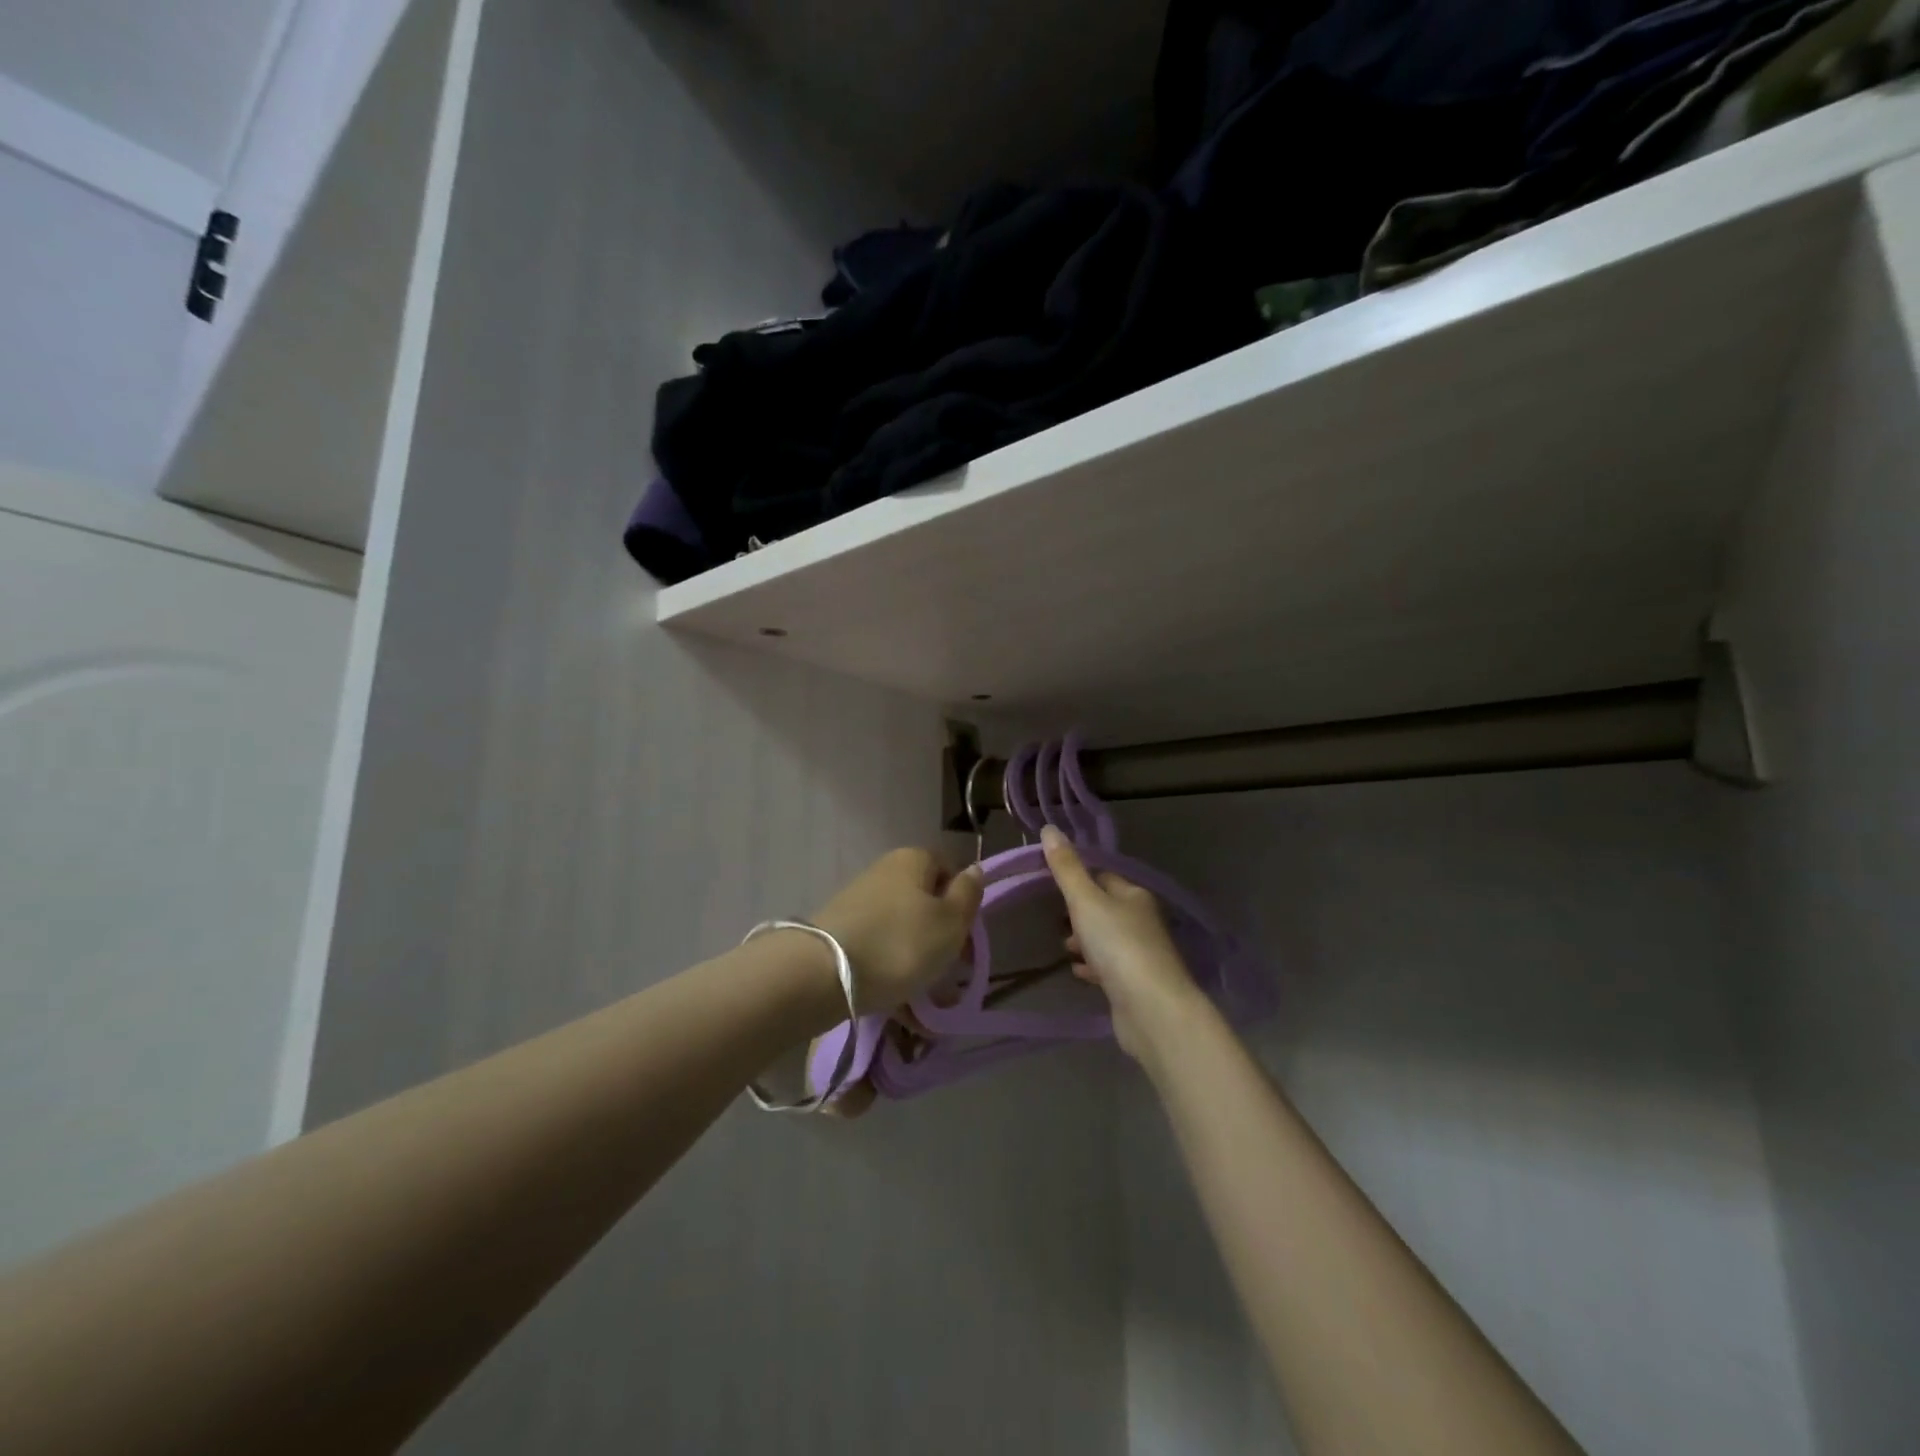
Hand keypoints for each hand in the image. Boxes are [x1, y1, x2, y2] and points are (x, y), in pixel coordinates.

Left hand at [812, 849, 983, 1013]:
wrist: (823, 974)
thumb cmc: (901, 943)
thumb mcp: (950, 922)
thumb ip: (968, 894)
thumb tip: (975, 869)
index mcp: (913, 859)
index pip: (949, 871)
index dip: (962, 903)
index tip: (966, 938)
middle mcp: (885, 873)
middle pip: (925, 903)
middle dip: (940, 939)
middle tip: (949, 975)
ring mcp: (859, 903)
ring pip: (902, 932)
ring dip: (918, 963)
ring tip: (926, 1002)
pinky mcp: (842, 933)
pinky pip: (879, 951)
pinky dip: (892, 974)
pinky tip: (899, 1007)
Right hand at [1042, 826, 1204, 1061]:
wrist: (1152, 1009)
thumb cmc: (1118, 945)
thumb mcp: (1086, 901)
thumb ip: (1066, 868)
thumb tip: (1049, 829)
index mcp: (1135, 895)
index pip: (1104, 877)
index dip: (1079, 878)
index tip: (1053, 885)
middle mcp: (1142, 921)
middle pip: (1106, 909)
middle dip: (1080, 913)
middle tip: (1055, 919)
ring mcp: (1142, 954)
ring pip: (1107, 939)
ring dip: (1085, 941)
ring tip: (1063, 948)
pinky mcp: (1136, 985)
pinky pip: (1110, 968)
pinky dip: (1093, 967)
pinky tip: (1078, 972)